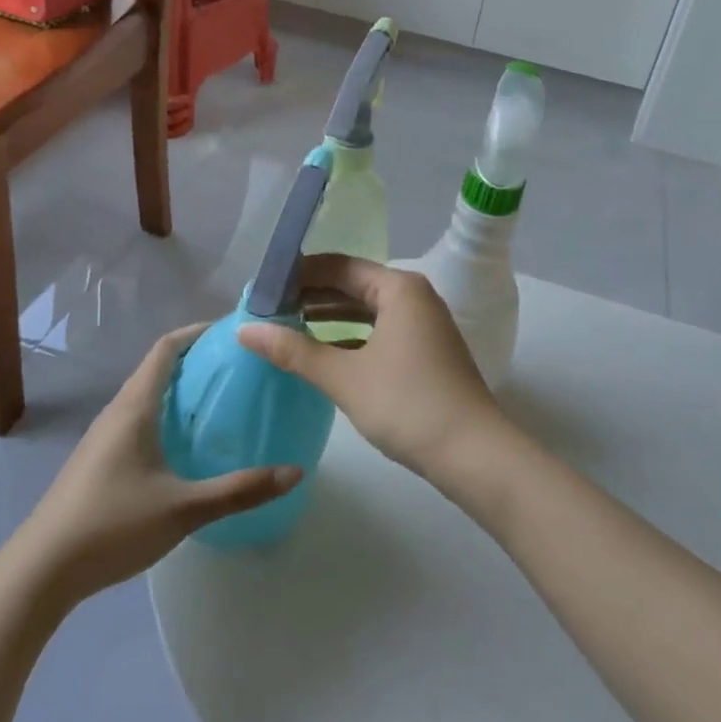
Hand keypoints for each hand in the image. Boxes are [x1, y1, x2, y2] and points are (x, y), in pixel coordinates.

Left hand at [15, 325, 300, 605]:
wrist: (41, 571)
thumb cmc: (113, 525)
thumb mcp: (184, 508)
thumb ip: (240, 490)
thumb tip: (295, 472)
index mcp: (134, 407)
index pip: (166, 348)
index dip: (197, 332)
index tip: (232, 331)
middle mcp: (117, 412)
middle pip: (157, 369)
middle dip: (196, 361)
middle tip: (238, 368)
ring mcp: (103, 438)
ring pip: (146, 397)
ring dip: (180, 391)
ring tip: (219, 401)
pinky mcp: (98, 462)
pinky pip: (138, 420)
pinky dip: (166, 416)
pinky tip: (185, 446)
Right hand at [238, 255, 508, 484]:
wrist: (475, 455)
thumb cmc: (407, 404)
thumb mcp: (344, 377)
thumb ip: (293, 351)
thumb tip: (244, 330)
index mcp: (398, 288)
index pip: (338, 266)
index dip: (298, 275)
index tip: (263, 289)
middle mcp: (414, 297)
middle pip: (353, 285)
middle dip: (311, 297)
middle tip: (268, 311)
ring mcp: (424, 326)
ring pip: (366, 312)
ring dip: (329, 319)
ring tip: (286, 330)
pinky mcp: (426, 353)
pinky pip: (379, 333)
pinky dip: (350, 339)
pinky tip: (323, 356)